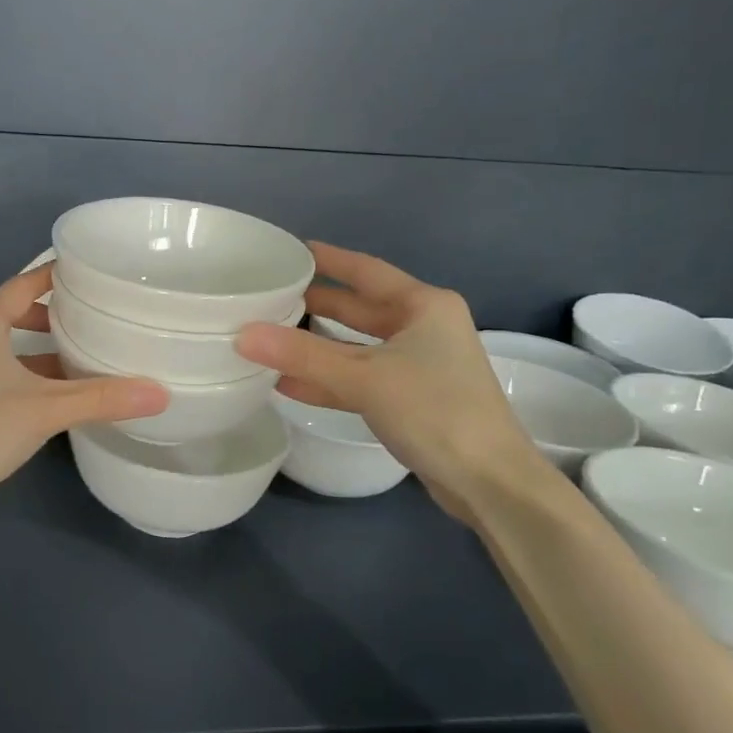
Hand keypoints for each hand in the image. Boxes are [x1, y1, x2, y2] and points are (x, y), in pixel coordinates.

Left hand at [0, 263, 166, 520]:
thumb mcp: (45, 409)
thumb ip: (101, 398)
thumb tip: (161, 393)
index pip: (24, 284)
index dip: (56, 276)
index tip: (91, 275)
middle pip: (12, 312)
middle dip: (50, 315)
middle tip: (89, 321)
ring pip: (3, 346)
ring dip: (37, 350)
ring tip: (79, 359)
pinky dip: (24, 375)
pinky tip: (51, 396)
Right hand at [234, 242, 550, 523]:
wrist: (489, 481)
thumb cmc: (435, 411)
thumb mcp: (364, 378)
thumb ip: (302, 356)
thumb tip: (243, 334)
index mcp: (424, 306)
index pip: (365, 271)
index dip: (327, 259)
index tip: (289, 251)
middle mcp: (423, 328)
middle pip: (359, 309)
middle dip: (315, 305)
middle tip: (268, 298)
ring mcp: (419, 365)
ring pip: (356, 347)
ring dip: (316, 347)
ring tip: (268, 338)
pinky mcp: (410, 399)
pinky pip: (360, 378)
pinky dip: (328, 380)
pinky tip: (287, 383)